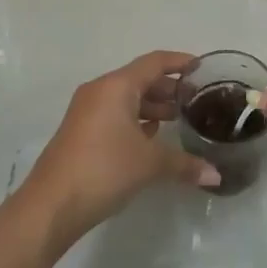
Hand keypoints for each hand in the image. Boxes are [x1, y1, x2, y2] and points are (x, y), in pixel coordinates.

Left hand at [22, 50, 220, 244]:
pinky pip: (114, 114)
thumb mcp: (149, 164)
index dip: (180, 62)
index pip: (155, 62)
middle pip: (140, 79)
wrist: (51, 205)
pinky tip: (151, 137)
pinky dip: (135, 120)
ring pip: (126, 98)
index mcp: (117, 86)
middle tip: (196, 100)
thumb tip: (215, 175)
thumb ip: (184, 164)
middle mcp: (100, 90)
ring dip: (152, 106)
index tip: (202, 69)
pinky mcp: (81, 131)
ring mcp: (87, 111)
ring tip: (178, 120)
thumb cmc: (104, 169)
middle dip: (168, 88)